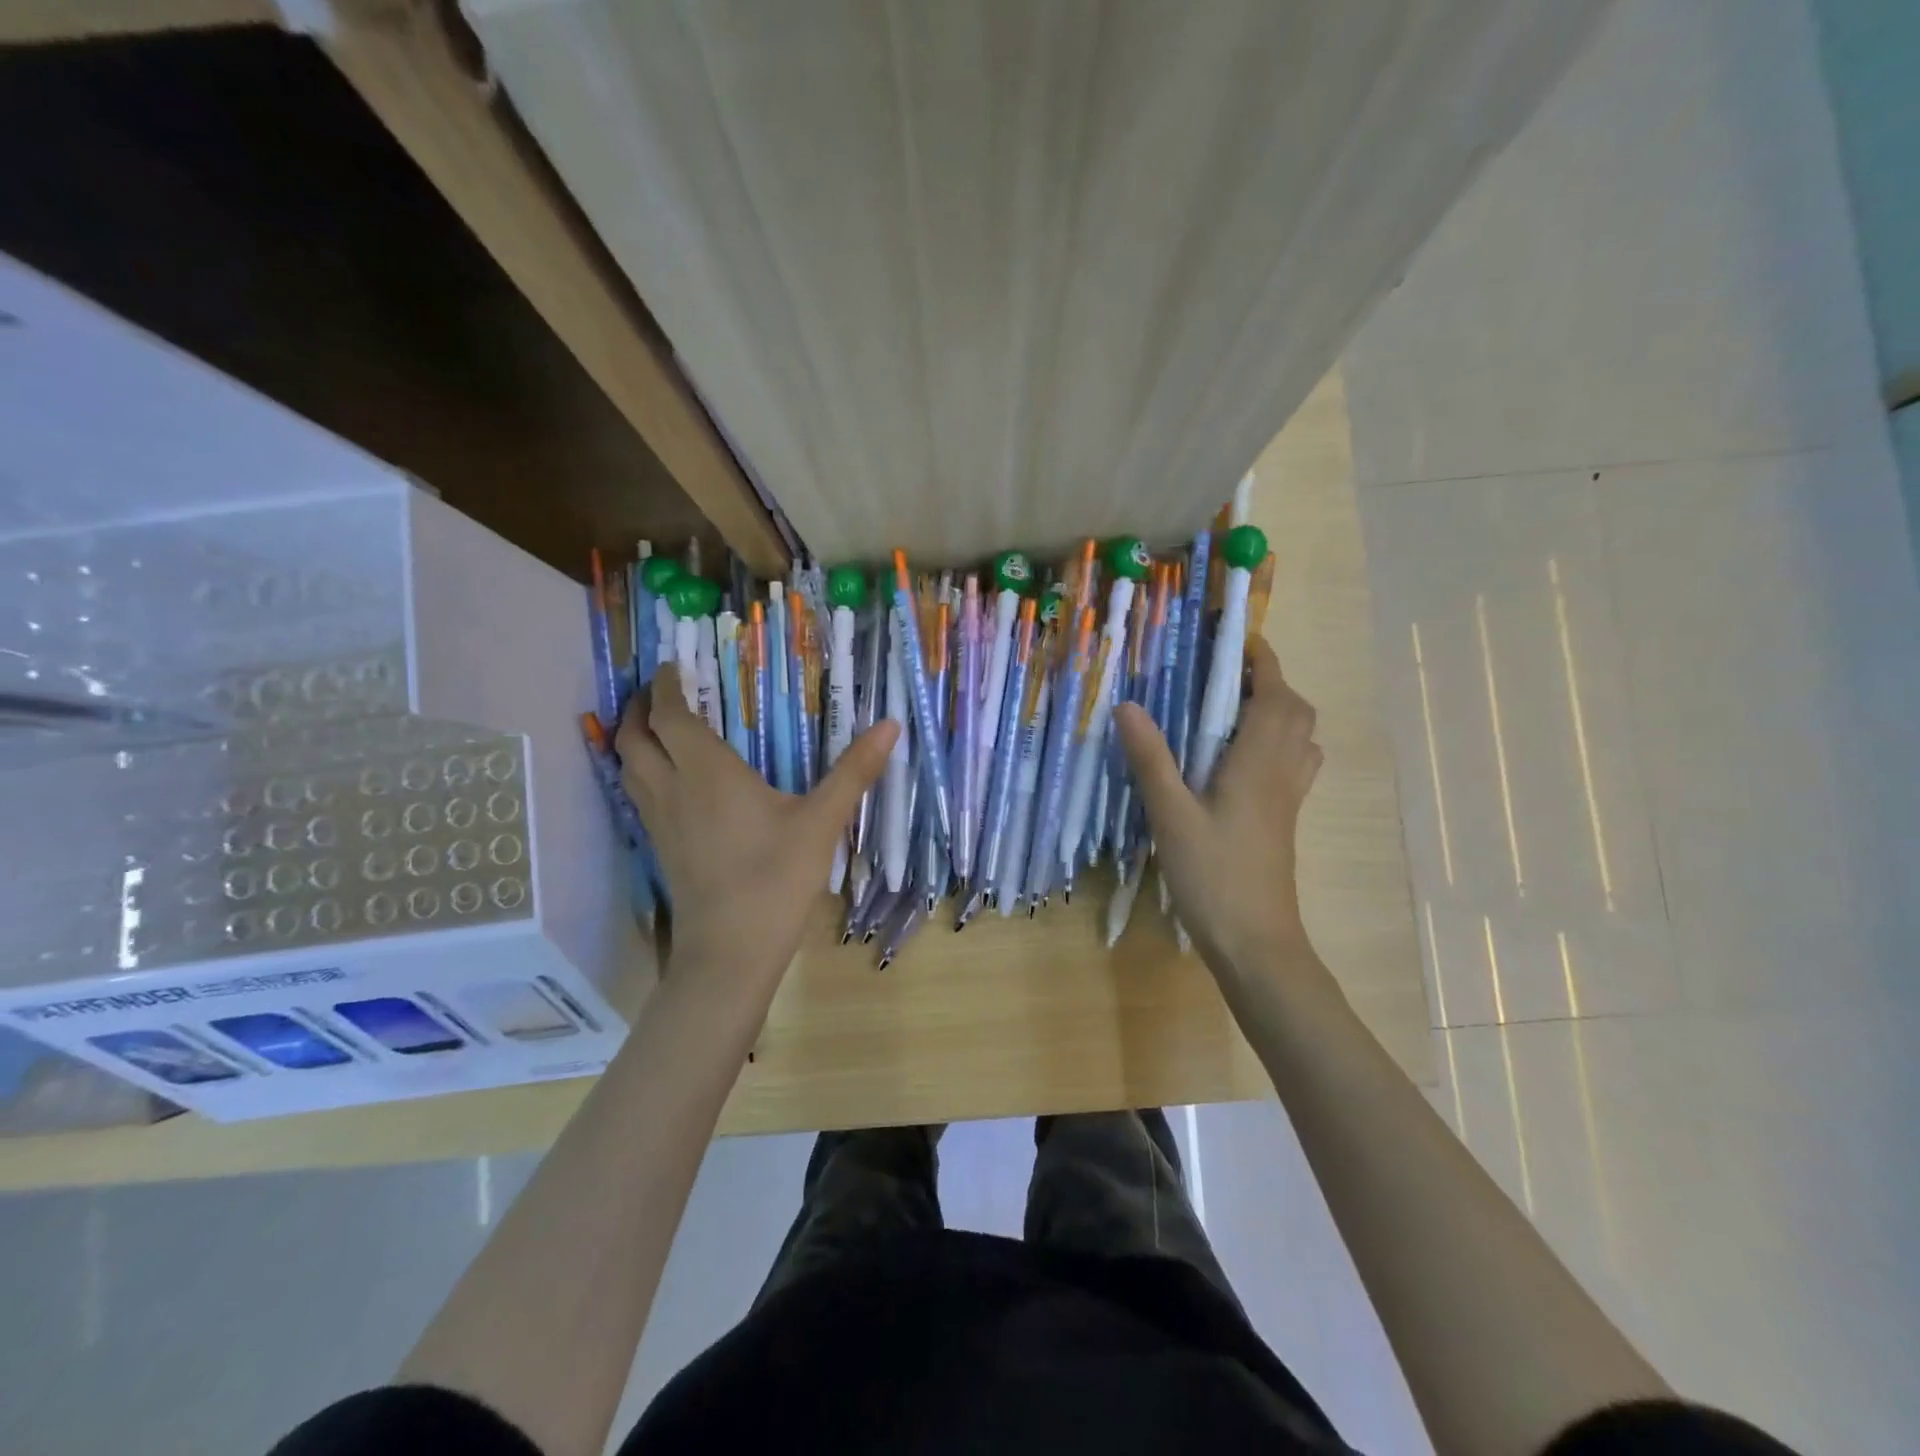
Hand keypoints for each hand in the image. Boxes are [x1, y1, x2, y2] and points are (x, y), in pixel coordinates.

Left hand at [616, 666, 896, 998]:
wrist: (730, 951)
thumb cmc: (775, 879)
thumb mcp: (821, 821)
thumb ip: (854, 771)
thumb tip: (890, 725)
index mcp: (706, 771)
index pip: (670, 714)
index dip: (666, 685)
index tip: (674, 665)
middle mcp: (671, 787)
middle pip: (634, 735)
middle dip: (641, 706)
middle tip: (663, 690)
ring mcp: (659, 820)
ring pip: (628, 765)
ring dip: (635, 737)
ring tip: (659, 726)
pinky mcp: (659, 847)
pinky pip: (637, 792)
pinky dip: (641, 769)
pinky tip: (669, 779)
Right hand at [1115, 637, 1323, 981]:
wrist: (1256, 941)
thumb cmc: (1214, 876)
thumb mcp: (1171, 816)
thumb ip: (1151, 759)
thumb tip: (1128, 704)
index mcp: (1259, 763)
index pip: (1275, 694)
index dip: (1262, 660)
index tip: (1236, 638)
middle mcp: (1283, 772)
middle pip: (1297, 711)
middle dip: (1270, 681)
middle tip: (1225, 675)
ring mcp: (1289, 799)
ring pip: (1301, 738)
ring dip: (1279, 710)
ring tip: (1233, 709)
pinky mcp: (1284, 820)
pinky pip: (1295, 764)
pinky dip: (1278, 743)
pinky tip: (1240, 758)